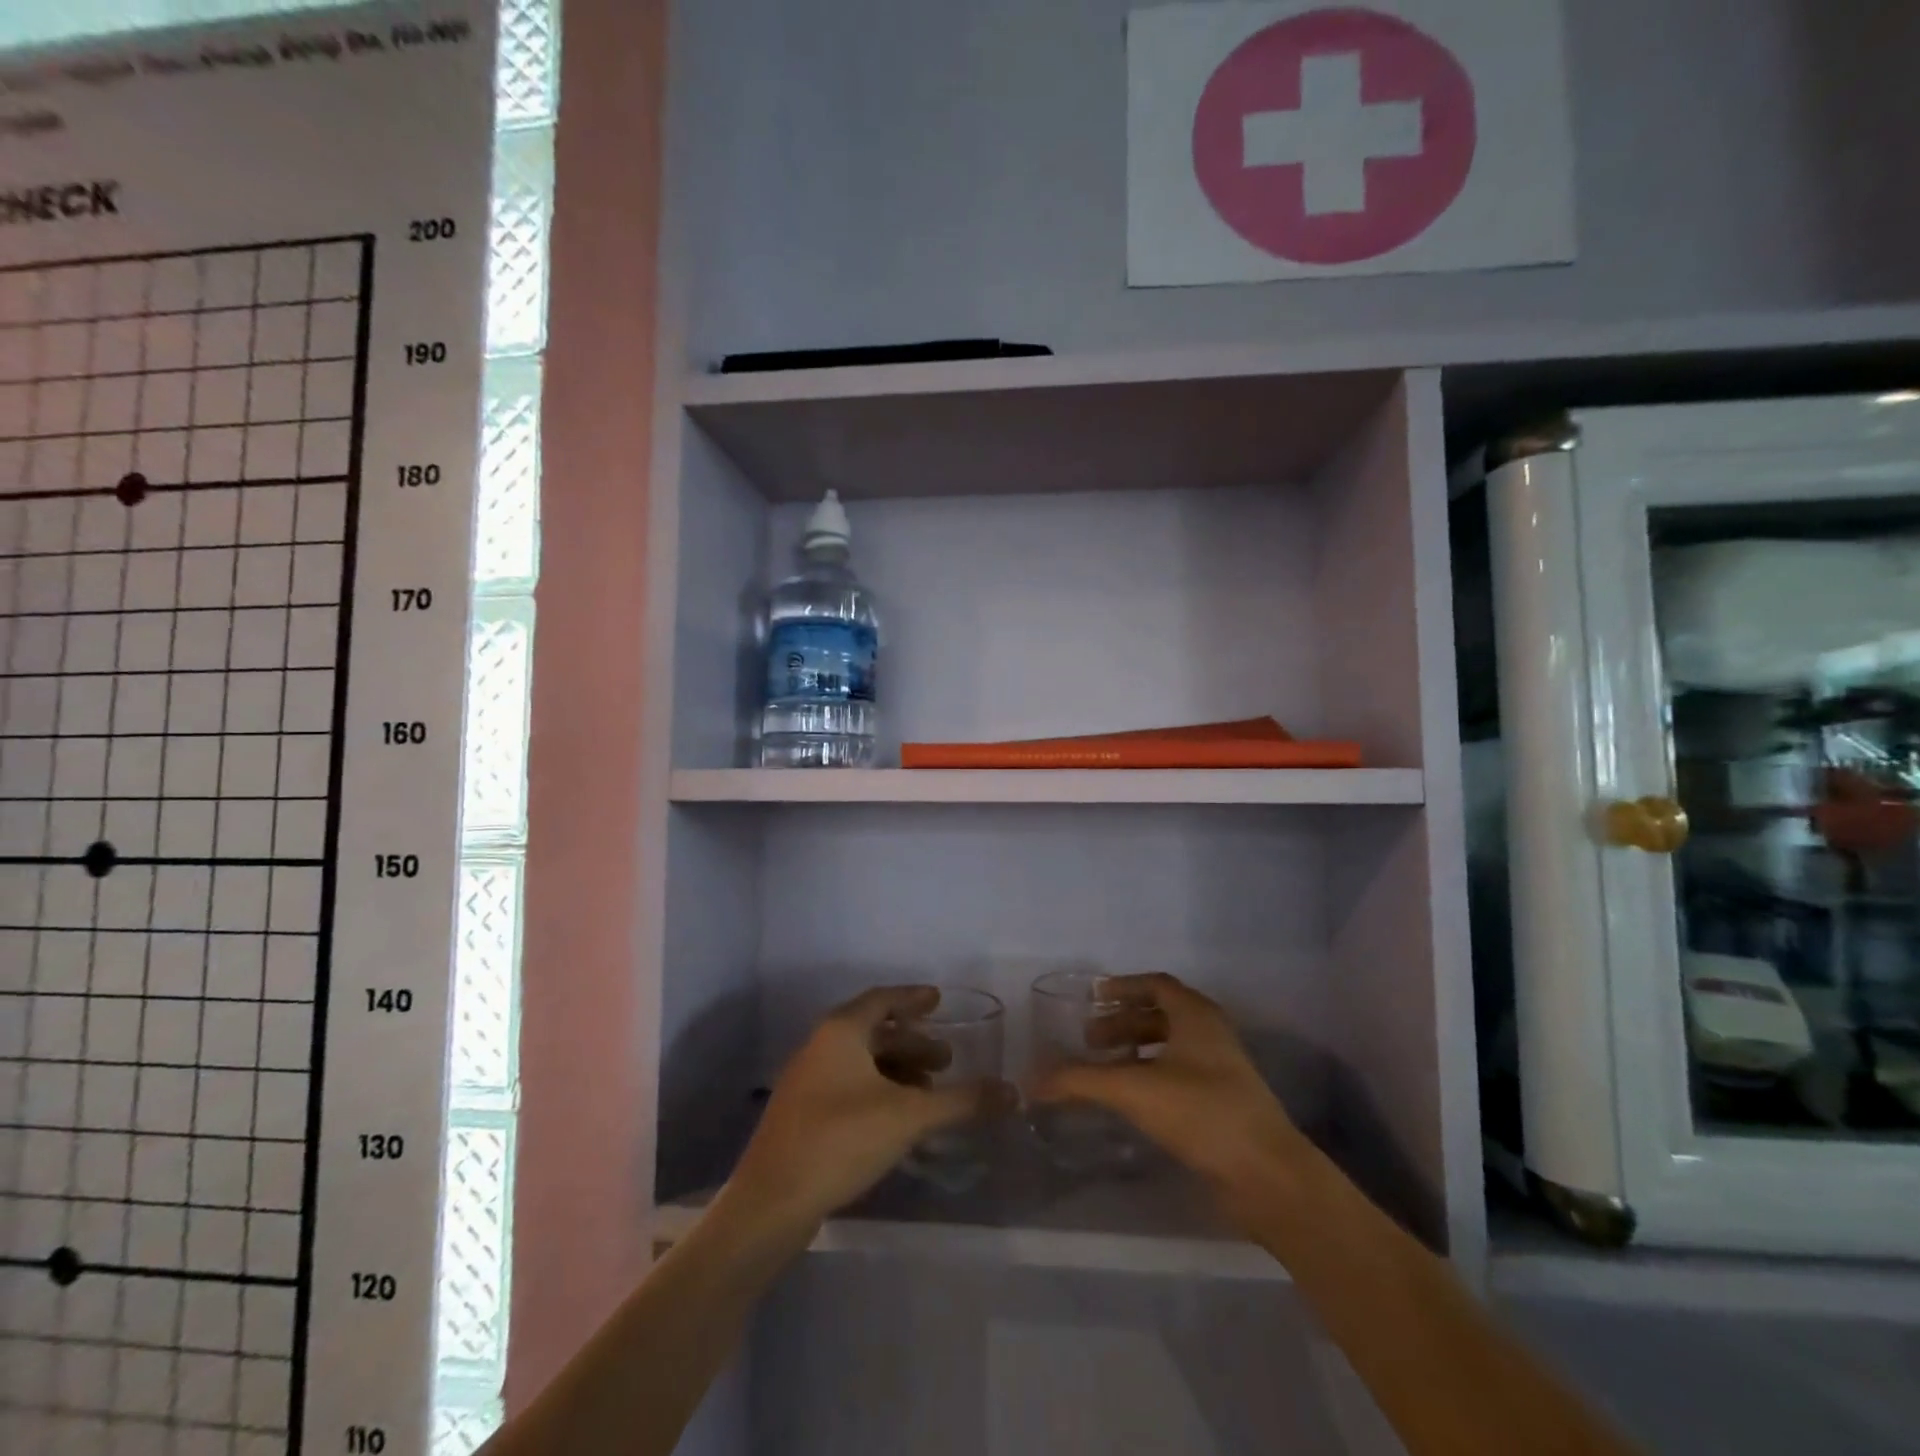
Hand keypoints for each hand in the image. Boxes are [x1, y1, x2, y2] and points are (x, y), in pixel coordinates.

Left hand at [726, 986, 1007, 1232]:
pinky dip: (879, 1090)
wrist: (771, 1203)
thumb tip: (1012, 1092)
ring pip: (861, 1061)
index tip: (938, 999)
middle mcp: (820, 1046)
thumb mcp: (909, 1116)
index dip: (912, 998)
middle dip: (913, 1043)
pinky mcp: (802, 1114)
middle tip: (947, 1060)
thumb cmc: (840, 1140)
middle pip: (873, 1031)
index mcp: (840, 1031)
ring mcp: (807, 1081)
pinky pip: (849, 1085)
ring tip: (929, 1092)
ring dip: (897, 1070)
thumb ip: (961, 1101)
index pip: (882, 999)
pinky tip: (898, 1119)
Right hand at [1031, 972, 1308, 1213]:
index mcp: (1196, 1015)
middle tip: (1089, 1039)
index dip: (1123, 987)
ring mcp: (1222, 1069)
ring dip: (1136, 1050)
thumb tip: (1031, 1081)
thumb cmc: (1202, 1112)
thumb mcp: (1133, 1090)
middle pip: (1162, 1014)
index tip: (1093, 997)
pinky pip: (1180, 1073)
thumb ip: (1080, 1081)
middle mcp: (1211, 1033)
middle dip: (1123, 1022)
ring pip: (1172, 1046)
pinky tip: (1131, 1099)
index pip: (1156, 985)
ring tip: (1104, 1069)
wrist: (1268, 1175)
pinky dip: (1151, 1075)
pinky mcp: (1224, 1102)